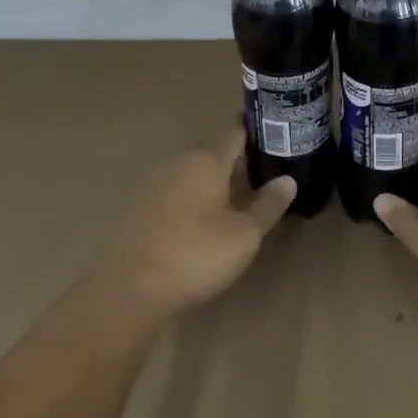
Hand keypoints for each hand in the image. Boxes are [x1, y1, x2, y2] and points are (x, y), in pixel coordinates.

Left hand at [87, 130, 294, 325]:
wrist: (128, 288)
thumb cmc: (195, 254)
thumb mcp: (243, 235)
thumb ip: (267, 205)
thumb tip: (288, 180)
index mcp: (207, 161)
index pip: (234, 132)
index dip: (254, 129)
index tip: (273, 129)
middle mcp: (179, 163)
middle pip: (212, 155)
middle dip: (235, 163)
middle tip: (262, 175)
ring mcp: (153, 185)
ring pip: (191, 176)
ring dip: (212, 184)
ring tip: (235, 201)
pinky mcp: (138, 209)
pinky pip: (173, 195)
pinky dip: (190, 202)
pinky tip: (199, 224)